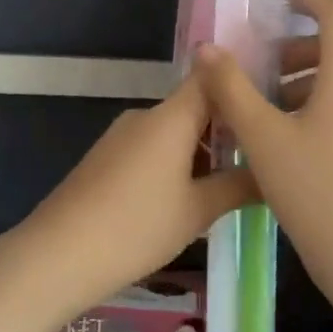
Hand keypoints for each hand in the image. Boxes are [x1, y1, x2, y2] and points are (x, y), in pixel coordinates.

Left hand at [0, 76, 258, 324]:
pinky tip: (186, 198)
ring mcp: (121, 136)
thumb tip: (274, 174)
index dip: (241, 84)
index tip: (271, 103)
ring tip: (231, 184)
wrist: (59, 254)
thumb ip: (238, 186)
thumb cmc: (137, 227)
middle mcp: (145, 116)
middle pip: (194, 106)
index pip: (212, 77)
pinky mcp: (106, 158)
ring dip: (201, 150)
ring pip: (173, 131)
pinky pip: (151, 148)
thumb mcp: (197, 211)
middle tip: (263, 157)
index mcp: (171, 116)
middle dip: (227, 129)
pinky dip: (175, 163)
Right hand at [193, 0, 332, 325]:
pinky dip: (326, 107)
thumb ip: (231, 89)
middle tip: (261, 74)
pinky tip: (297, 146)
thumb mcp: (262, 139)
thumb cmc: (316, 193)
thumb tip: (206, 48)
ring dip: (309, 82)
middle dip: (298, 52)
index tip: (283, 5)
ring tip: (271, 114)